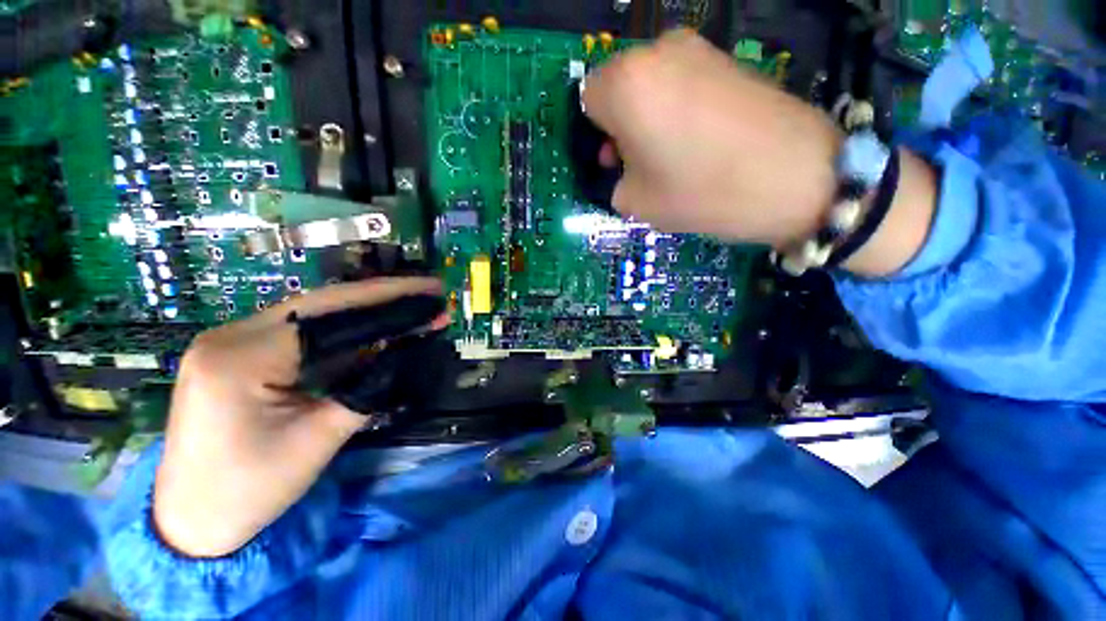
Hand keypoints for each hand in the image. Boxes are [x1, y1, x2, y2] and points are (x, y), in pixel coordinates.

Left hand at [153, 278, 442, 557]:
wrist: (191, 523)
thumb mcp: (319, 440)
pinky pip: (303, 333)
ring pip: (315, 314)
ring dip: (367, 311)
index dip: (387, 298)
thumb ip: (368, 389)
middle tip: (428, 291)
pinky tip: (376, 329)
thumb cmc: (250, 491)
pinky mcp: (240, 355)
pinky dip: (346, 330)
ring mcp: (231, 342)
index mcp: (241, 358)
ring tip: (411, 307)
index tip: (430, 289)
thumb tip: (409, 352)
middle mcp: (230, 336)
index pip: (328, 311)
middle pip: (322, 303)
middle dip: (382, 296)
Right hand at [584, 30, 936, 275]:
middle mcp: (657, 52)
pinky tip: (699, 140)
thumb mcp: (638, 203)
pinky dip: (677, 108)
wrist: (797, 176)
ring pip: (650, 84)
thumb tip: (623, 170)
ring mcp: (698, 49)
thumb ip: (615, 182)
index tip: (615, 161)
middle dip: (621, 124)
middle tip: (639, 163)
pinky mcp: (727, 59)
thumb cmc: (702, 192)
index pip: (588, 100)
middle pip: (619, 88)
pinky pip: (681, 82)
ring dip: (648, 117)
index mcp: (626, 85)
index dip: (597, 134)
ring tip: (671, 155)